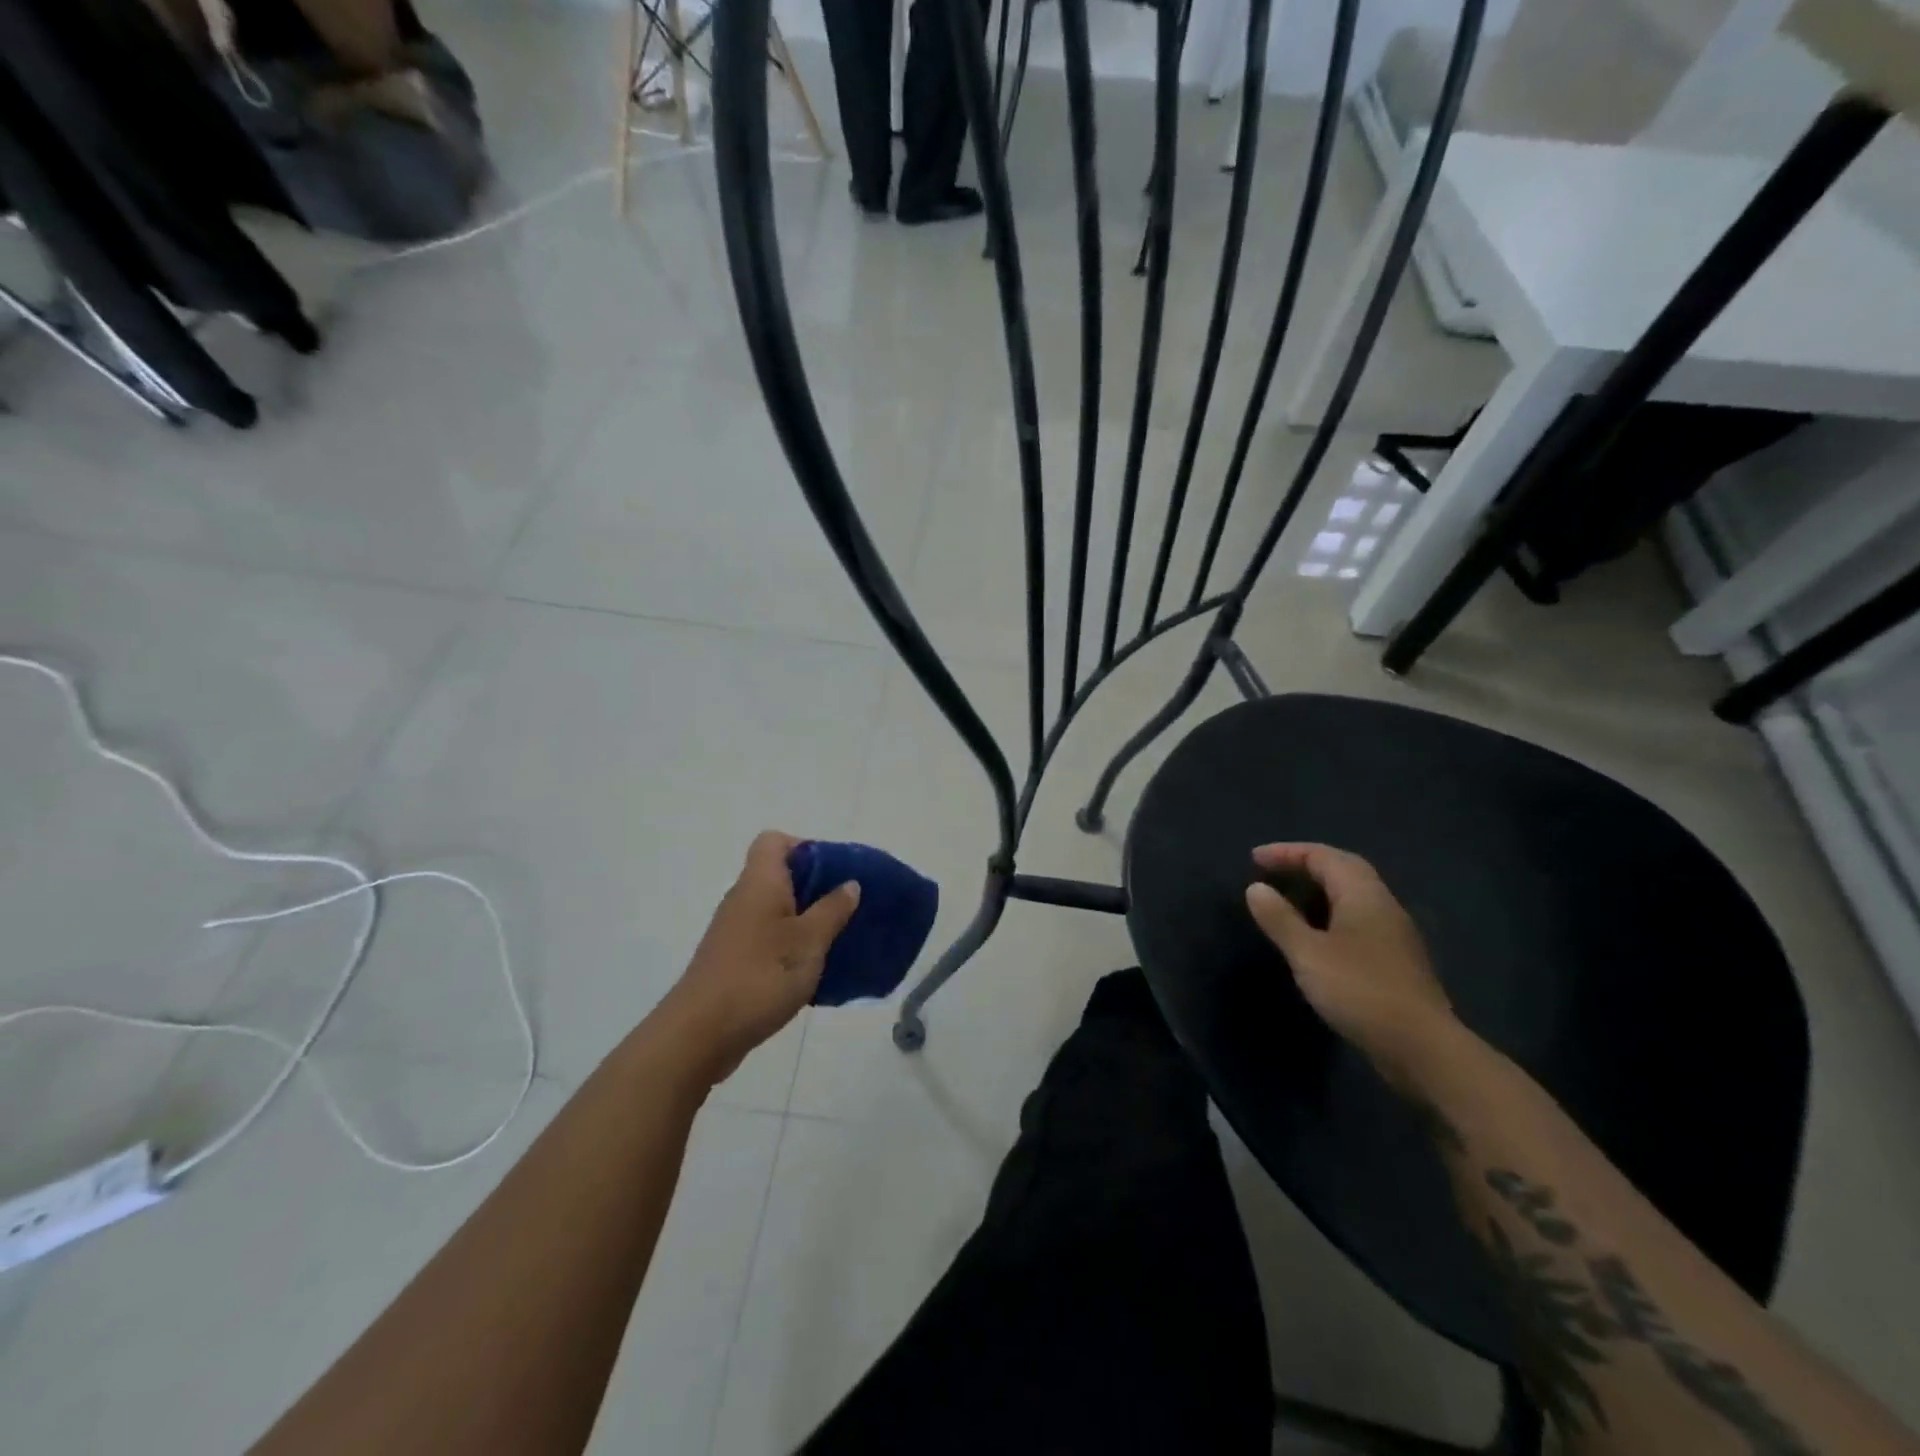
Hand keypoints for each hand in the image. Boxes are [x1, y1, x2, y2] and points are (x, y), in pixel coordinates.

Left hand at [659, 831, 860, 1085]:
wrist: (700, 1034)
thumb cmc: (760, 976)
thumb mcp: (809, 942)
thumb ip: (832, 910)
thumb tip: (850, 883)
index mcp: (760, 883)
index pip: (774, 841)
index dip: (805, 847)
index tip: (834, 872)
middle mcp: (743, 899)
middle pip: (779, 875)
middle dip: (816, 887)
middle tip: (847, 908)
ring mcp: (735, 931)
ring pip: (776, 909)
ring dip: (806, 919)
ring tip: (837, 940)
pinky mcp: (733, 960)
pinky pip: (769, 938)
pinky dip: (791, 946)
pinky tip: (813, 969)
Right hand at [1245, 843, 1454, 1085]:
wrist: (1422, 1048)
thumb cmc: (1360, 991)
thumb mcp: (1308, 953)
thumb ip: (1280, 918)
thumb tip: (1256, 887)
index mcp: (1363, 895)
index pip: (1323, 856)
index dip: (1287, 852)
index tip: (1254, 859)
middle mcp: (1383, 905)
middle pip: (1343, 869)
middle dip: (1305, 864)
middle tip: (1271, 872)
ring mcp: (1394, 934)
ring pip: (1352, 896)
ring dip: (1318, 891)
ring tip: (1287, 901)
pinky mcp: (1395, 960)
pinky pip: (1357, 920)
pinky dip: (1329, 915)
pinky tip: (1315, 937)